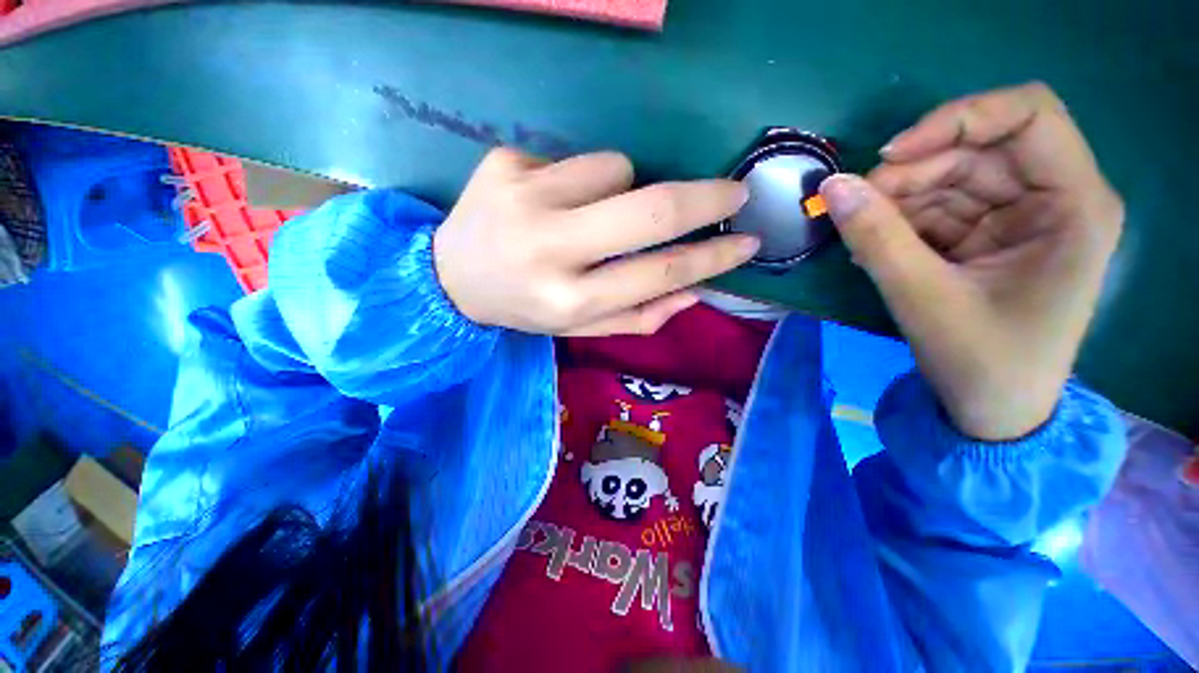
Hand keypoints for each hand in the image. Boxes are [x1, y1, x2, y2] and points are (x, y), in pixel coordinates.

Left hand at [434, 148, 756, 335]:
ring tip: (595, 214)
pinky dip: (584, 178)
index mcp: (568, 301)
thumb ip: (638, 316)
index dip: (711, 257)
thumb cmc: (525, 308)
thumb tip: (694, 290)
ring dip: (626, 189)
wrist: (450, 278)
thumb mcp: (579, 328)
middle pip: (648, 211)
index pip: (659, 273)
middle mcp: (549, 250)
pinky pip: (577, 158)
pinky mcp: (505, 164)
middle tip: (733, 193)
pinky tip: (555, 200)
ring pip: (617, 168)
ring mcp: (523, 199)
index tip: (748, 242)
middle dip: (704, 198)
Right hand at [819, 83, 1122, 439]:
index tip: (890, 155)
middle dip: (910, 173)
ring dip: (896, 200)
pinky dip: (898, 221)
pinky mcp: (988, 235)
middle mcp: (1054, 198)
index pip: (1028, 116)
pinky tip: (873, 248)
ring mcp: (1019, 216)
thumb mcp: (924, 298)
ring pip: (949, 177)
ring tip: (860, 238)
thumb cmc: (981, 362)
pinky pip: (936, 207)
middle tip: (854, 207)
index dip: (957, 119)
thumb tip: (831, 187)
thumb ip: (876, 237)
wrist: (992, 411)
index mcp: (1074, 205)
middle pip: (977, 149)